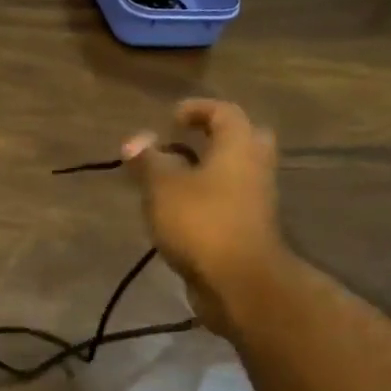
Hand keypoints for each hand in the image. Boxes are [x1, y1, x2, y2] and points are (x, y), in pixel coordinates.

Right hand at [121, 99, 290, 334]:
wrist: (239, 281)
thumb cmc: (200, 222)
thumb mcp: (163, 187)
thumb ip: (148, 160)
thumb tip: (135, 140)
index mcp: (238, 148)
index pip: (225, 113)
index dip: (198, 109)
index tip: (171, 116)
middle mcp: (254, 167)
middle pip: (241, 139)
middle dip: (214, 136)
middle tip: (183, 141)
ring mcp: (255, 199)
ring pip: (234, 171)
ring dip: (207, 167)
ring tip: (171, 176)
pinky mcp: (248, 226)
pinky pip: (228, 198)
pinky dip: (207, 194)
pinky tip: (178, 207)